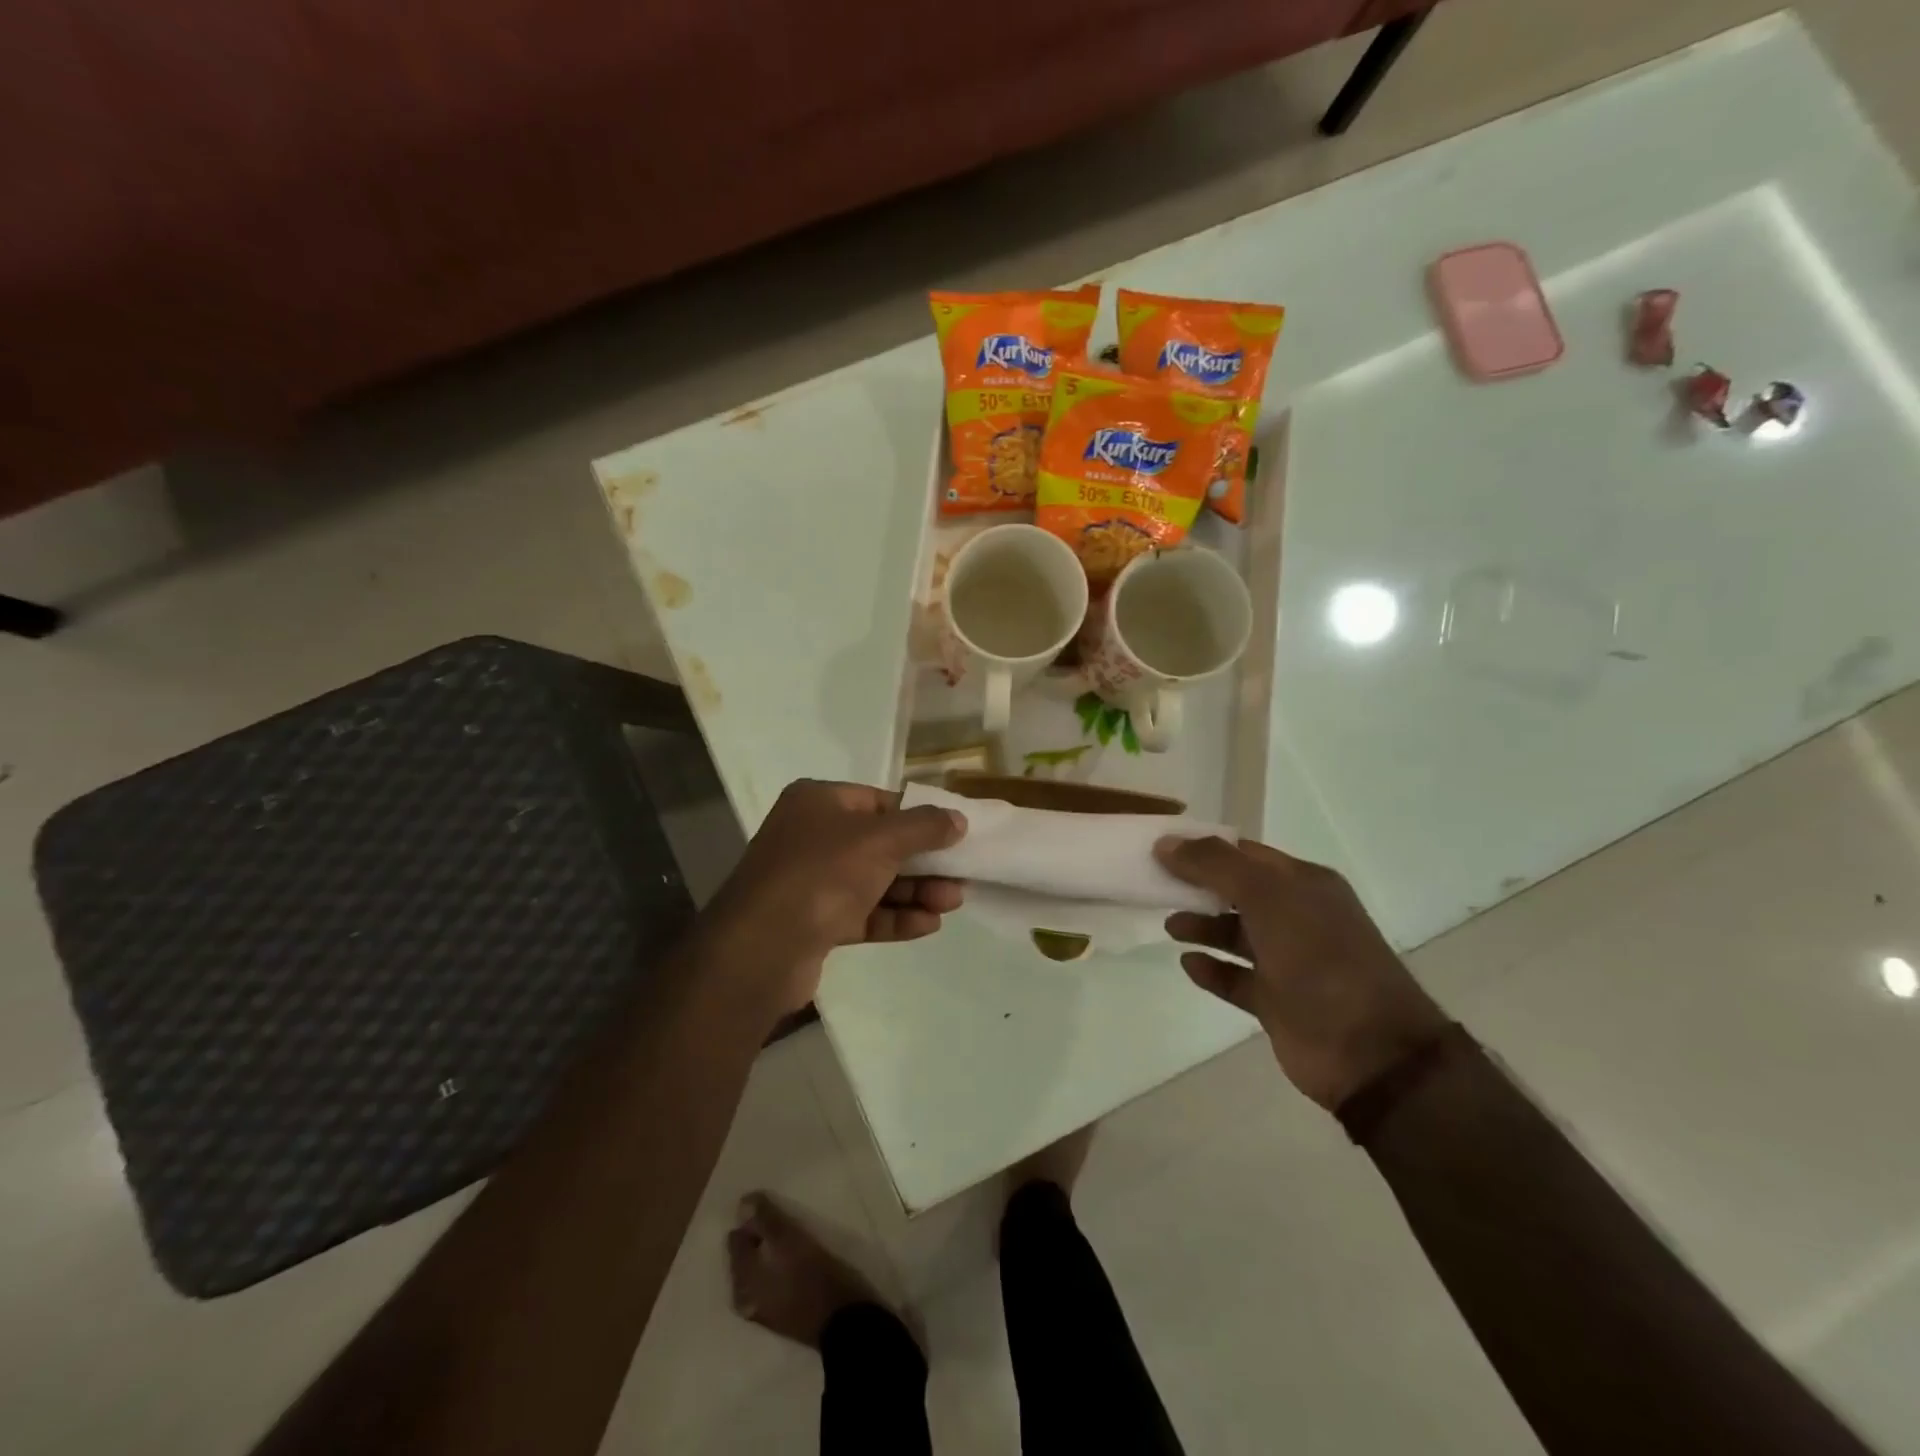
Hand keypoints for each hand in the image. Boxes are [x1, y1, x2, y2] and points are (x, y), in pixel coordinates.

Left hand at [708, 780, 967, 1016]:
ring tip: (953, 902)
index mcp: (819, 803)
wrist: (761, 948)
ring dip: (915, 891)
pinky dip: (895, 917)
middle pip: (881, 844)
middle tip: (961, 875)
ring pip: (875, 882)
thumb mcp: (880, 839)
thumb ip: (924, 827)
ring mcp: (811, 882)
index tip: (954, 834)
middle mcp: (812, 837)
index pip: (879, 801)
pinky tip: (928, 924)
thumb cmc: (822, 874)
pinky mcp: (815, 922)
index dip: (919, 816)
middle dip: (923, 861)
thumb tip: (958, 819)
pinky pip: (863, 914)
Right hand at [1155, 836, 1448, 1110]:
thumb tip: (1166, 843)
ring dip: (1203, 927)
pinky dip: (1212, 970)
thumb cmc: (1319, 959)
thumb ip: (1215, 866)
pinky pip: (1236, 978)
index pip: (1247, 854)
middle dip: (1199, 887)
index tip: (1163, 849)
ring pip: (1236, 935)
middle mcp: (1299, 918)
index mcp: (1305, 885)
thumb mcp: (1268, 897)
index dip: (1205, 849)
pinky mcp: (1278, 1002)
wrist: (1369, 1051)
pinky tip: (1188, 963)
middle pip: (1238, 893)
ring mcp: (1290, 962)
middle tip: (1157, 886)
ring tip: (1170, 926)